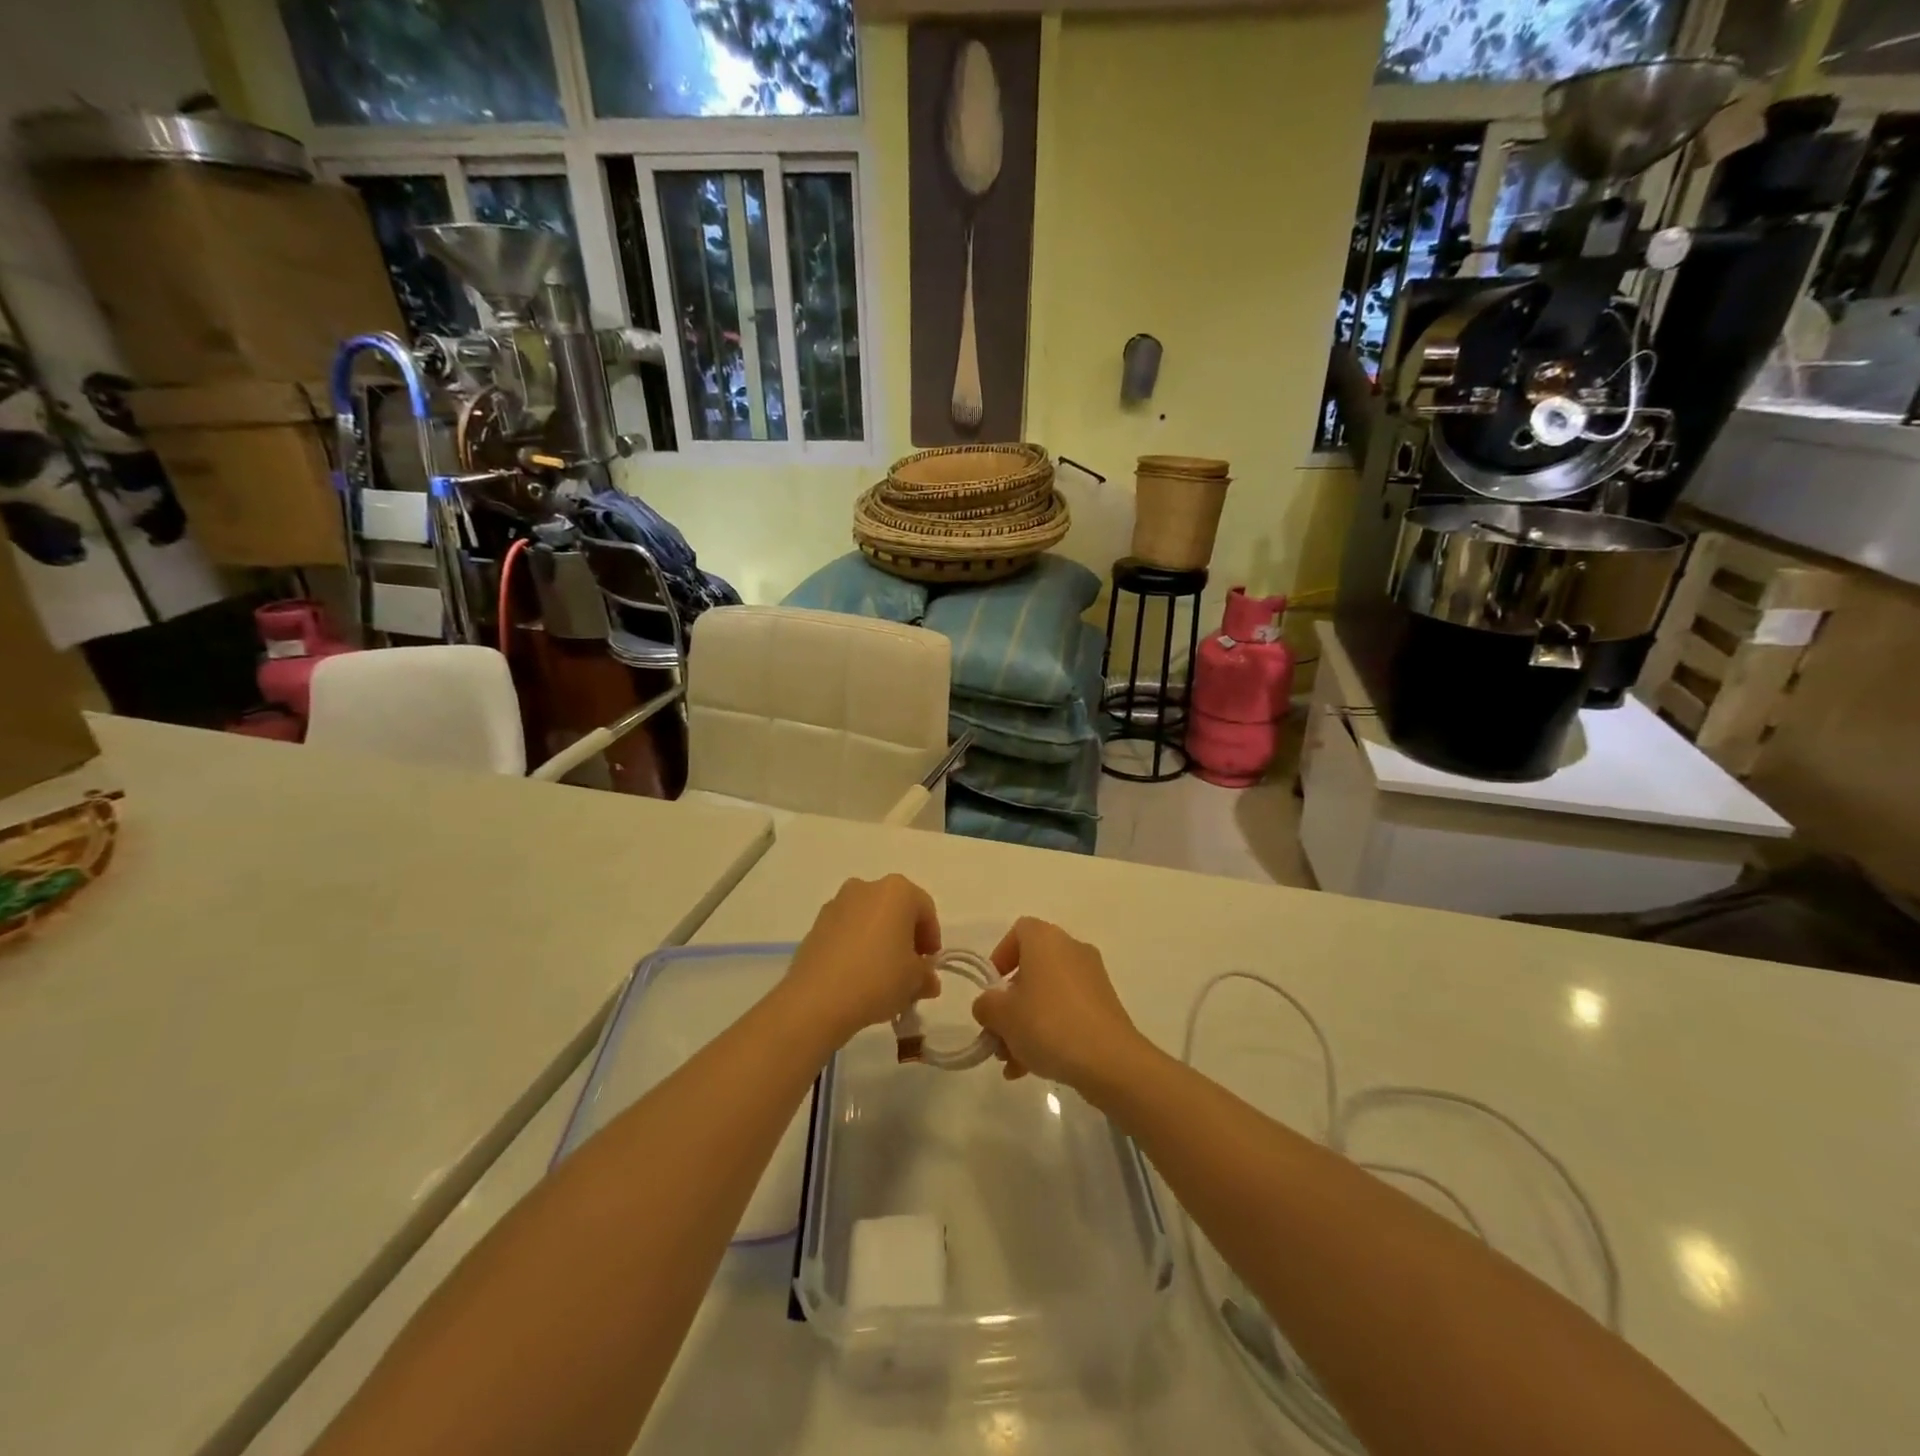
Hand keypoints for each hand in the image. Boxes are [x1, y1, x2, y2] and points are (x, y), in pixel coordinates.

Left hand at [786, 876, 941, 1043]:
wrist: (817, 999)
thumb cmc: (878, 978)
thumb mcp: (914, 981)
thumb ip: (926, 975)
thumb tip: (927, 979)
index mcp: (896, 891)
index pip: (925, 910)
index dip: (932, 939)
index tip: (929, 965)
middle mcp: (866, 887)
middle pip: (896, 910)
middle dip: (905, 938)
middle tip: (909, 970)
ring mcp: (837, 904)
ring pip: (869, 920)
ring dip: (880, 941)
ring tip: (882, 976)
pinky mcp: (816, 925)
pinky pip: (846, 932)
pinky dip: (856, 947)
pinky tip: (857, 976)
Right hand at [970, 918, 1148, 1095]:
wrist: (1109, 1060)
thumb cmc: (1048, 1024)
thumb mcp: (1002, 1015)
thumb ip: (985, 1005)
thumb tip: (989, 1006)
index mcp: (1046, 940)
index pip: (1018, 932)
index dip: (999, 957)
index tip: (991, 990)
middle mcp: (1072, 950)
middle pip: (1031, 970)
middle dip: (1010, 1004)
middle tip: (997, 1035)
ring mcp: (1092, 979)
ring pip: (1047, 996)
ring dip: (1025, 1025)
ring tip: (1011, 1062)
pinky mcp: (1105, 1006)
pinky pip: (1067, 1012)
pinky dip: (1049, 1033)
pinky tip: (1032, 1068)